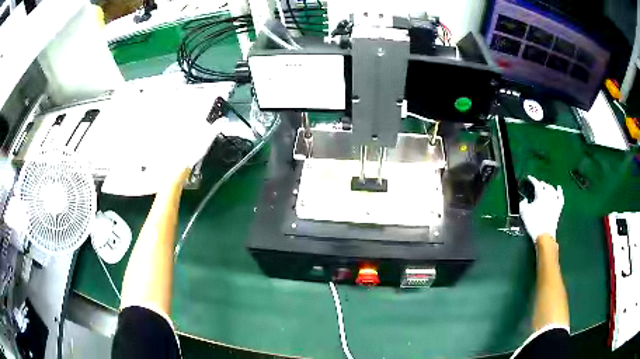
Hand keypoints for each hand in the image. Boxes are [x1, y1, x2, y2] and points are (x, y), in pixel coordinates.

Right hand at [519, 175, 563, 242]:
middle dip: (541, 184)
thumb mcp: (524, 213)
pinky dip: (560, 192)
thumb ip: (523, 203)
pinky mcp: (558, 208)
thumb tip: (524, 199)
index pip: (536, 184)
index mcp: (540, 195)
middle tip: (537, 185)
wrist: (544, 235)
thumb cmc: (533, 223)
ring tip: (546, 187)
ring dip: (549, 187)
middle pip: (545, 185)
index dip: (532, 179)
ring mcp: (555, 201)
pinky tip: (558, 188)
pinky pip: (560, 197)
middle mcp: (549, 195)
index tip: (529, 178)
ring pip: (553, 189)